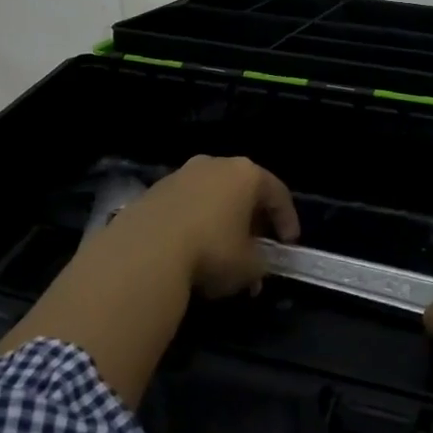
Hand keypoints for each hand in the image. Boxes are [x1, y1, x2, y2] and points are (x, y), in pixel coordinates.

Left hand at [110, 155, 299, 298]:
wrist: (143, 253)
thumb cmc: (210, 251)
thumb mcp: (249, 266)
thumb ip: (261, 263)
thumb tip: (256, 268)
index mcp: (246, 174)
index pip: (278, 193)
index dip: (287, 220)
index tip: (289, 245)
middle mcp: (215, 164)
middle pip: (243, 190)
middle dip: (252, 220)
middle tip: (256, 247)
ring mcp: (181, 174)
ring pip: (212, 196)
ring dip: (221, 221)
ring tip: (221, 252)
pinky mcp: (153, 190)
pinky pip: (185, 205)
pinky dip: (194, 223)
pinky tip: (190, 249)